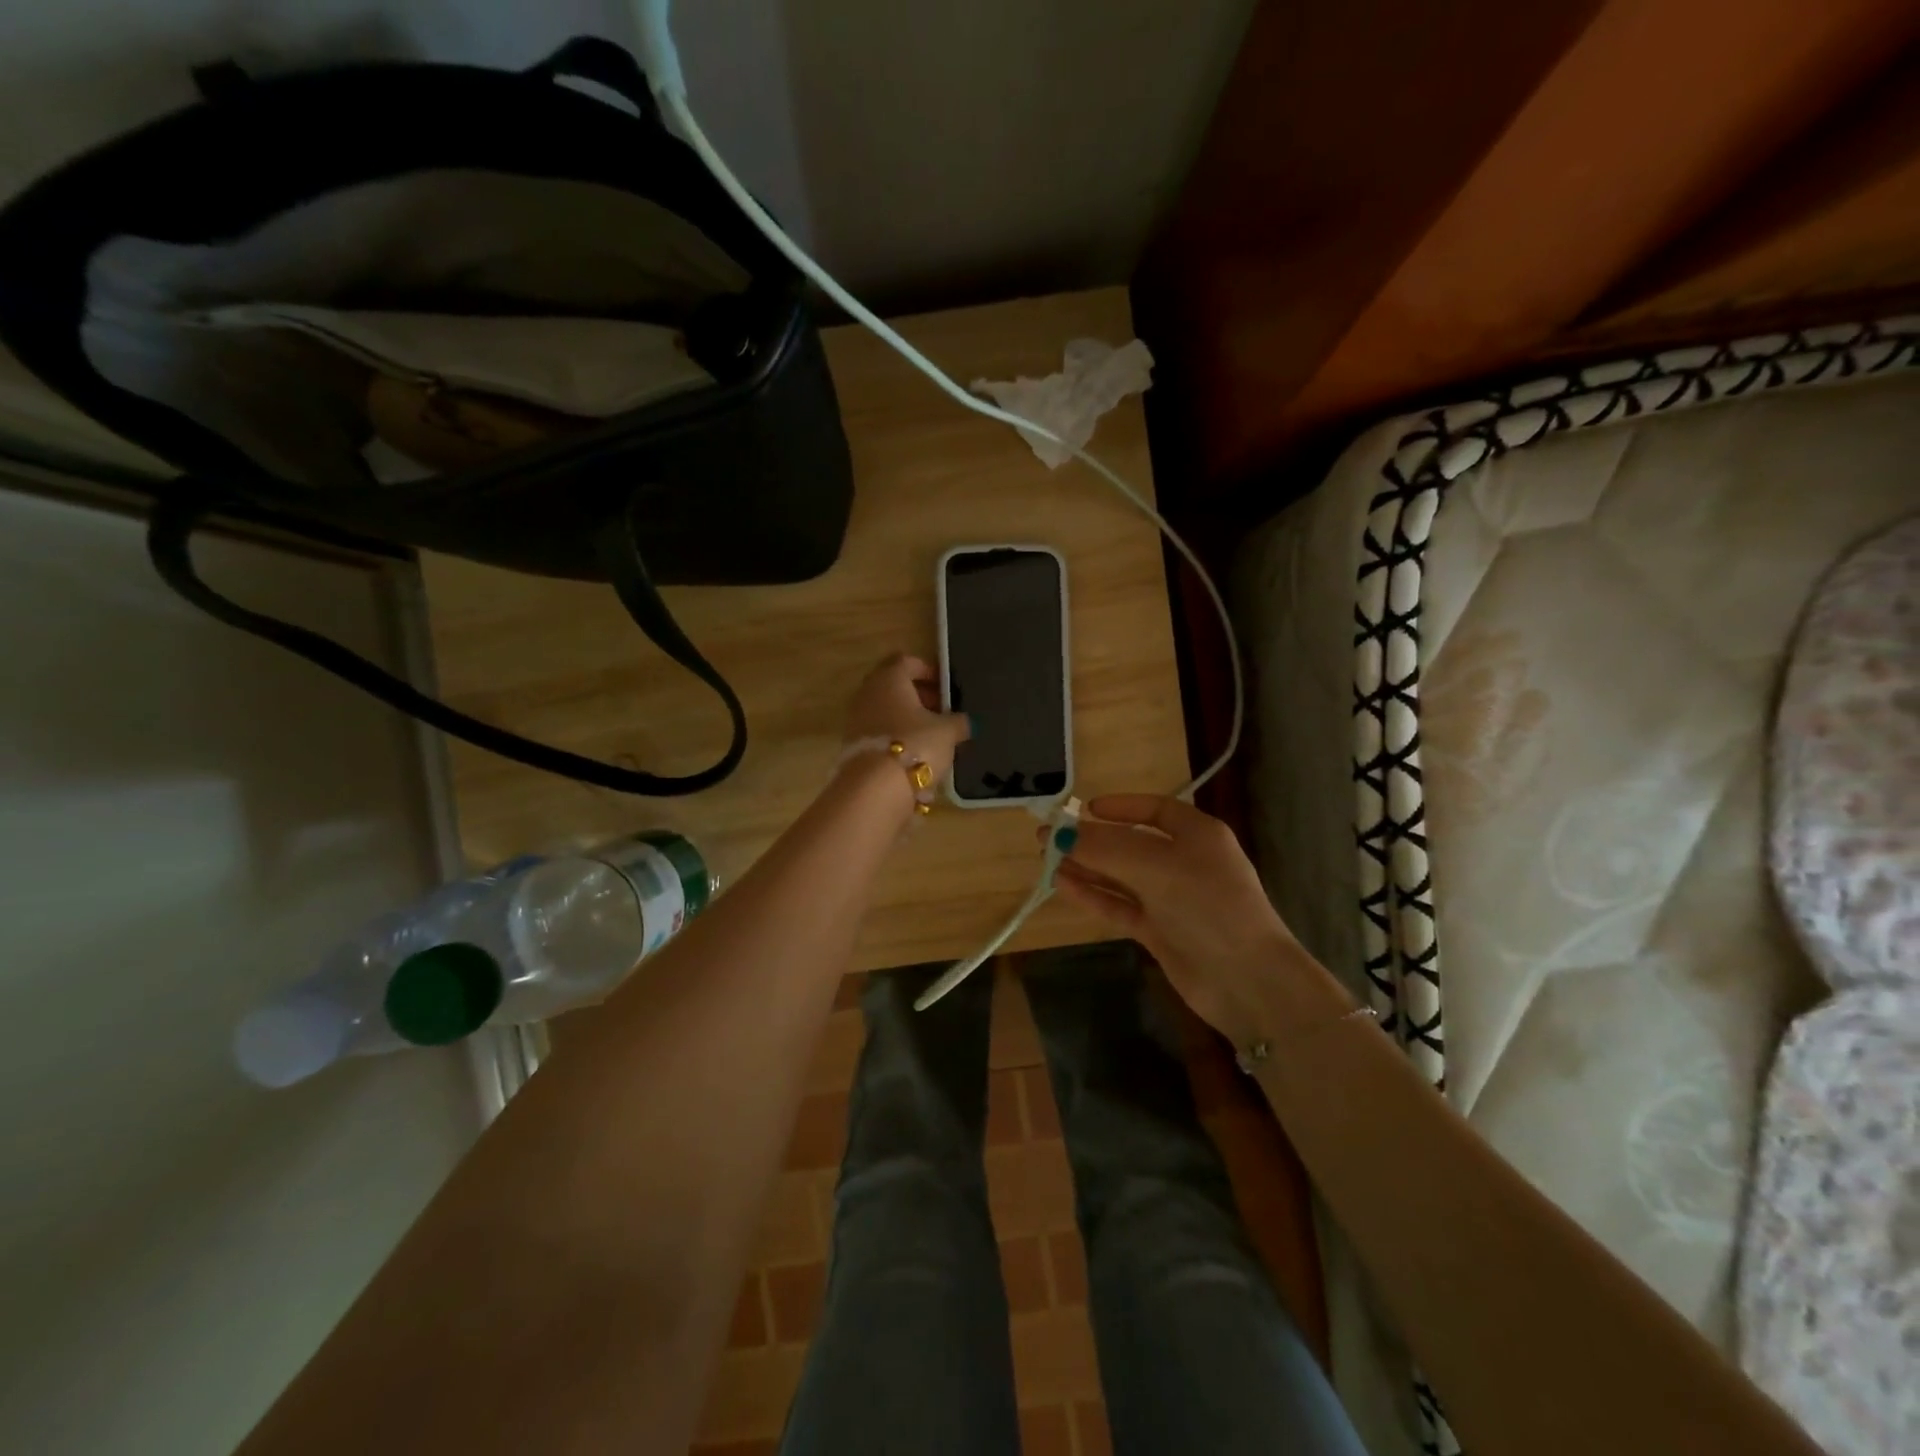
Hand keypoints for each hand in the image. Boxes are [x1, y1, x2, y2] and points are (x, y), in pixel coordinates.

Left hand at [843, 653, 970, 781]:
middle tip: (940, 710)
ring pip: (885, 709)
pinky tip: (914, 752)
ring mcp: (856, 719)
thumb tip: (965, 722)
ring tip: (930, 735)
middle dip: (917, 695)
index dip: (927, 670)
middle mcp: (868, 693)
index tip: (945, 686)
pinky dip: (895, 736)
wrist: (875, 787)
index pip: (907, 661)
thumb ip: (958, 722)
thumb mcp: (948, 732)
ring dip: (906, 718)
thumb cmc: (916, 744)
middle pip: (893, 685)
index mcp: (890, 679)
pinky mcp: (852, 745)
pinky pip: (878, 731)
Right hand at [1054, 795, 1351, 1043]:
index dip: (1120, 807)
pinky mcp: (1161, 931)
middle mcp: (1185, 862)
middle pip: (1131, 843)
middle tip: (1048, 839)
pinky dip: (1094, 895)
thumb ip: (1104, 848)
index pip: (1155, 809)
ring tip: (1045, 861)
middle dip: (1092, 840)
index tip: (1084, 810)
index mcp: (1197, 834)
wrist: (1247, 979)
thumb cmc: (1207, 904)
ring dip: (1087, 868)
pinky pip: (1121, 906)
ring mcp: (1172, 899)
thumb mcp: (1154, 865)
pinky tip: (1062, 886)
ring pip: (1121, 876)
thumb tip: (1058, 835)